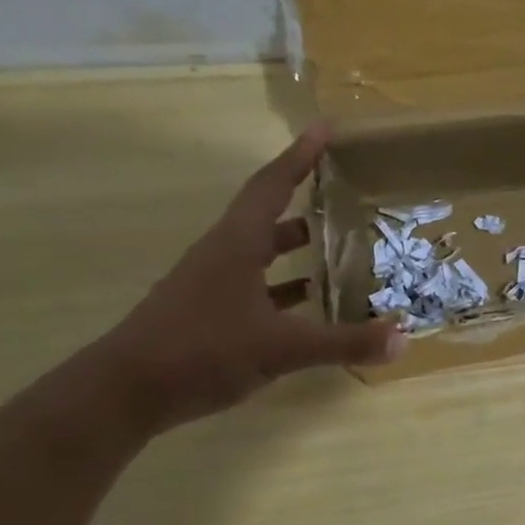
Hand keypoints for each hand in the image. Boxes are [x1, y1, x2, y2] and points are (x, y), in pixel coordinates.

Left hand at [95, 125, 405, 430]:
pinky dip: (287, 286)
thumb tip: (403, 338)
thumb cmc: (199, 352)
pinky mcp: (209, 312)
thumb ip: (344, 343)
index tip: (325, 128)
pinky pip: (258, 285)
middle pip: (268, 214)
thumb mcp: (281, 348)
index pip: (272, 186)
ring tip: (342, 244)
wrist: (121, 396)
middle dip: (306, 198)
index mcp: (237, 245)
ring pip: (263, 251)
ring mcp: (212, 285)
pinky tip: (313, 302)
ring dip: (298, 244)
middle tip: (347, 189)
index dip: (300, 156)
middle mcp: (223, 255)